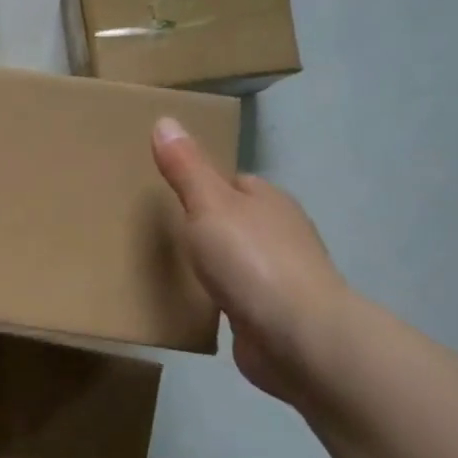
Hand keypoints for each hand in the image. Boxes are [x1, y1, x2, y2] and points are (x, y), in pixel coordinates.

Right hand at [151, 117, 349, 399]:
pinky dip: (220, 297)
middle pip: (236, 220)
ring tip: (171, 267)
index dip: (202, 184)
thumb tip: (165, 120)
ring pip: (238, 260)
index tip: (166, 192)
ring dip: (213, 263)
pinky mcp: (273, 315)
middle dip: (206, 225)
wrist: (298, 338)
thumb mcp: (208, 204)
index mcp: (268, 201)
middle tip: (160, 231)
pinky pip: (238, 297)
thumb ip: (186, 168)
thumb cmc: (251, 260)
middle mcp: (280, 234)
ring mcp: (280, 277)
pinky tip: (196, 304)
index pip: (233, 182)